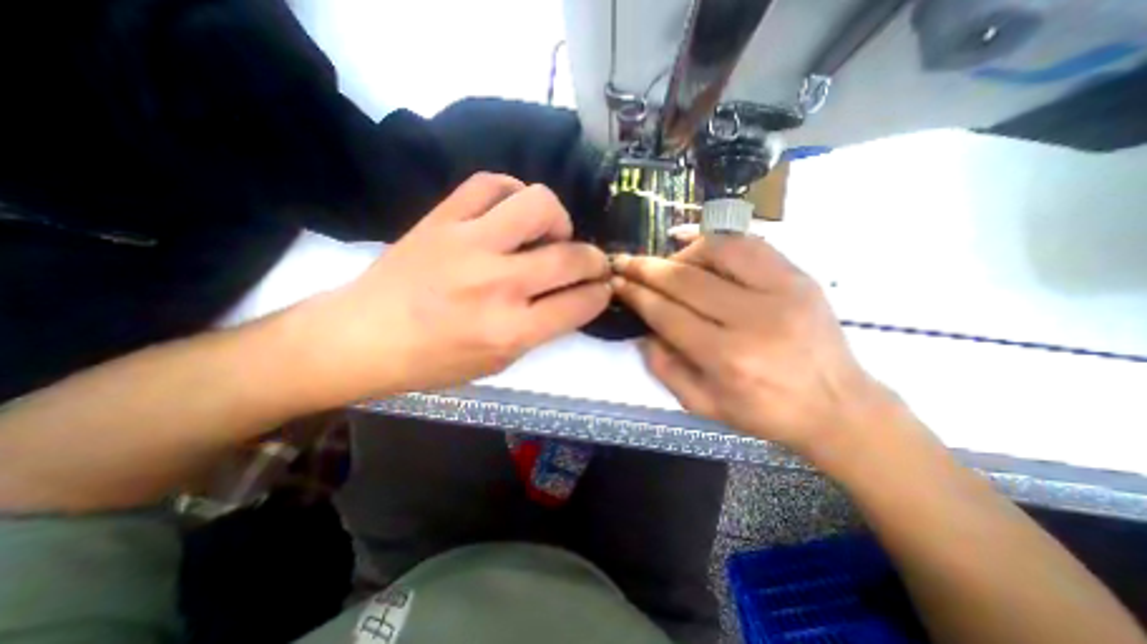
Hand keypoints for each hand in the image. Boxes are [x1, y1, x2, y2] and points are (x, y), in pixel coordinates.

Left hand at [300, 172, 613, 401]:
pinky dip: (513, 191)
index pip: (581, 303)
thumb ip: (540, 328)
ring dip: (558, 218)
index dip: (601, 293)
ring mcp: (469, 245)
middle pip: (571, 256)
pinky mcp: (442, 219)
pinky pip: (490, 184)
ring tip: (550, 232)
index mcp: (512, 331)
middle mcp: (498, 285)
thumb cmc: (433, 362)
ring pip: (538, 204)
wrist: (361, 338)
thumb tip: (571, 296)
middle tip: (589, 262)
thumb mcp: (498, 363)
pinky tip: (513, 210)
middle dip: (595, 259)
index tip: (602, 287)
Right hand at [614, 234, 898, 458]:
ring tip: (669, 264)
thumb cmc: (764, 412)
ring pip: (717, 251)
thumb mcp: (703, 405)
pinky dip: (718, 240)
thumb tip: (642, 332)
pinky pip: (751, 244)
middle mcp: (753, 319)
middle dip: (646, 268)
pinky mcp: (800, 278)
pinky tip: (699, 247)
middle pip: (685, 280)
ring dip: (682, 253)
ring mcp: (782, 292)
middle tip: (625, 262)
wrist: (837, 406)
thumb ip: (665, 368)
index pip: (667, 313)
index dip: (636, 294)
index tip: (617, 282)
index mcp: (726, 358)